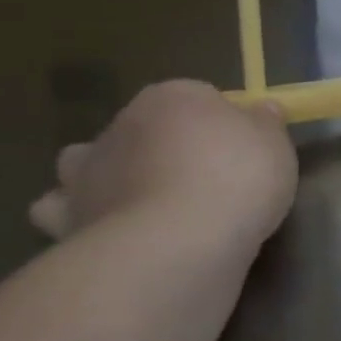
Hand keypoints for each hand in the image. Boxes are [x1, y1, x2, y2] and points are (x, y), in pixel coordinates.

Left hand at [29, 81, 296, 255]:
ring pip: (88, 162)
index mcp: (173, 97)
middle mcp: (122, 124)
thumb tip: (261, 109)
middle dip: (162, 146)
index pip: (198, 96)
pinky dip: (81, 216)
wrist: (177, 244)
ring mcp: (87, 172)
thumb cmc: (237, 178)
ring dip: (107, 175)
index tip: (242, 148)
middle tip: (200, 177)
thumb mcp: (275, 144)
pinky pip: (65, 212)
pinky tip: (109, 230)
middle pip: (144, 127)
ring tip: (142, 201)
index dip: (221, 121)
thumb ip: (266, 124)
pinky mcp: (68, 219)